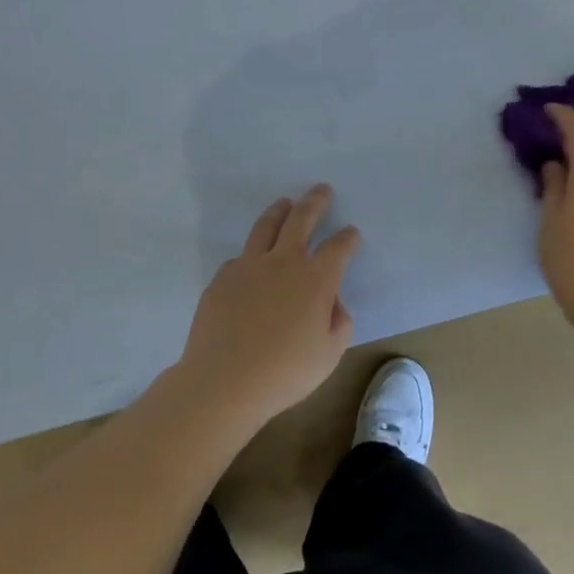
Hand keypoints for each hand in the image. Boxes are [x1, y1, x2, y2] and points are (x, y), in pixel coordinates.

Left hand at [177, 184, 358, 433]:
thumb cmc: (285, 372)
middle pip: (301, 219)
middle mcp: (284, 262)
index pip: (338, 247)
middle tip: (321, 190)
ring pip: (266, 226)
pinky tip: (252, 263)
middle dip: (314, 202)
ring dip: (280, 211)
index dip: (348, 238)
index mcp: (316, 279)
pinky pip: (241, 258)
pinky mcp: (222, 279)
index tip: (351, 233)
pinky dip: (252, 253)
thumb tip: (332, 302)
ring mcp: (249, 266)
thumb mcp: (330, 354)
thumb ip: (339, 322)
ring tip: (285, 203)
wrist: (223, 382)